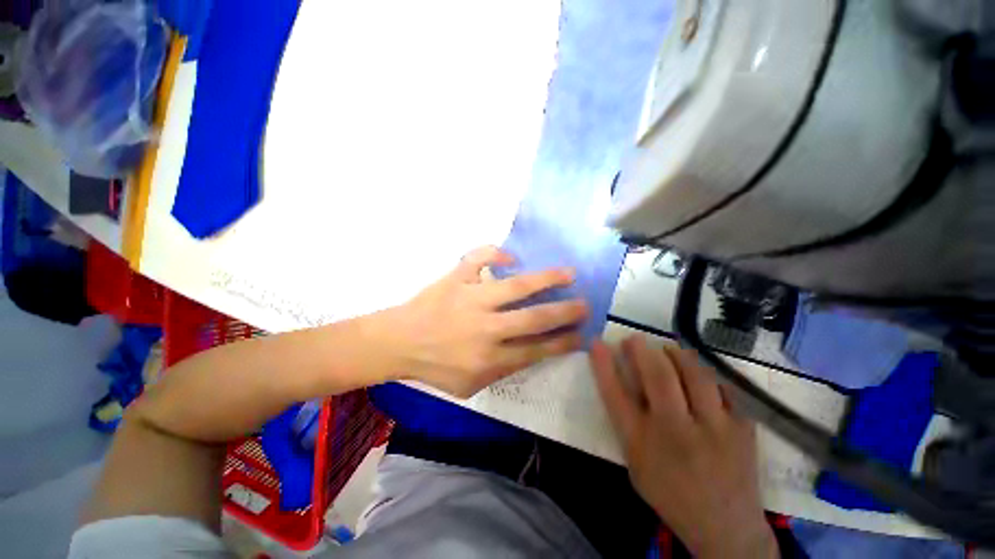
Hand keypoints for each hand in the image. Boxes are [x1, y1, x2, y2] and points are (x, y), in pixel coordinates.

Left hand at [384, 246, 587, 397]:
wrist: (397, 343)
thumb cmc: (434, 366)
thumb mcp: (469, 385)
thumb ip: (501, 371)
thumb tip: (529, 352)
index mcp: (489, 357)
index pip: (537, 350)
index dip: (563, 342)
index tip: (582, 335)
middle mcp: (486, 327)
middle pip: (534, 318)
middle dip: (565, 312)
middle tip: (584, 304)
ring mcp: (471, 298)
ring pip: (516, 286)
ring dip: (546, 279)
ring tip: (568, 273)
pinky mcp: (455, 279)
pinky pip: (478, 258)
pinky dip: (495, 253)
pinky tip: (509, 256)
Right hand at [590, 336, 777, 558]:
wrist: (725, 528)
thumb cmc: (670, 493)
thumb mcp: (636, 462)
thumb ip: (629, 422)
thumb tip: (625, 378)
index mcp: (643, 445)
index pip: (614, 394)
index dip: (603, 364)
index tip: (597, 343)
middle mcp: (676, 433)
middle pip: (657, 376)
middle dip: (641, 349)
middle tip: (634, 340)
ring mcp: (714, 430)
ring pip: (695, 374)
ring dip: (676, 354)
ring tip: (667, 349)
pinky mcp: (743, 429)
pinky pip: (724, 387)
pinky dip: (707, 372)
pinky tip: (698, 371)